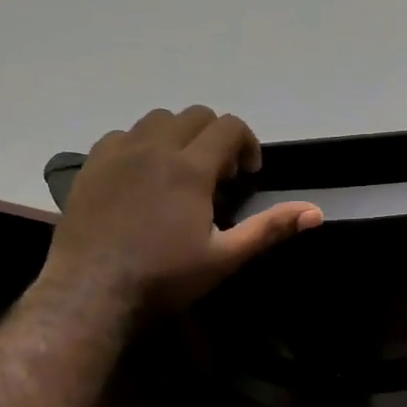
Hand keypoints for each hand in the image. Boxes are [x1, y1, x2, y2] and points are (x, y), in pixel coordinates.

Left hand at [35, 106, 321, 314]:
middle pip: (195, 115)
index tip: (247, 175)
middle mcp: (154, 148)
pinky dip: (142, 145)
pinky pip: (123, 135)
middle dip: (216, 137)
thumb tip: (315, 213)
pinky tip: (142, 178)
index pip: (229, 126)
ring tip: (180, 173)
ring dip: (179, 137)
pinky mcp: (91, 165)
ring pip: (157, 120)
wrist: (91, 291)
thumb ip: (269, 228)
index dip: (247, 144)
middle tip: (218, 176)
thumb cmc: (164, 277)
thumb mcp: (225, 257)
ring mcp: (118, 153)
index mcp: (190, 167)